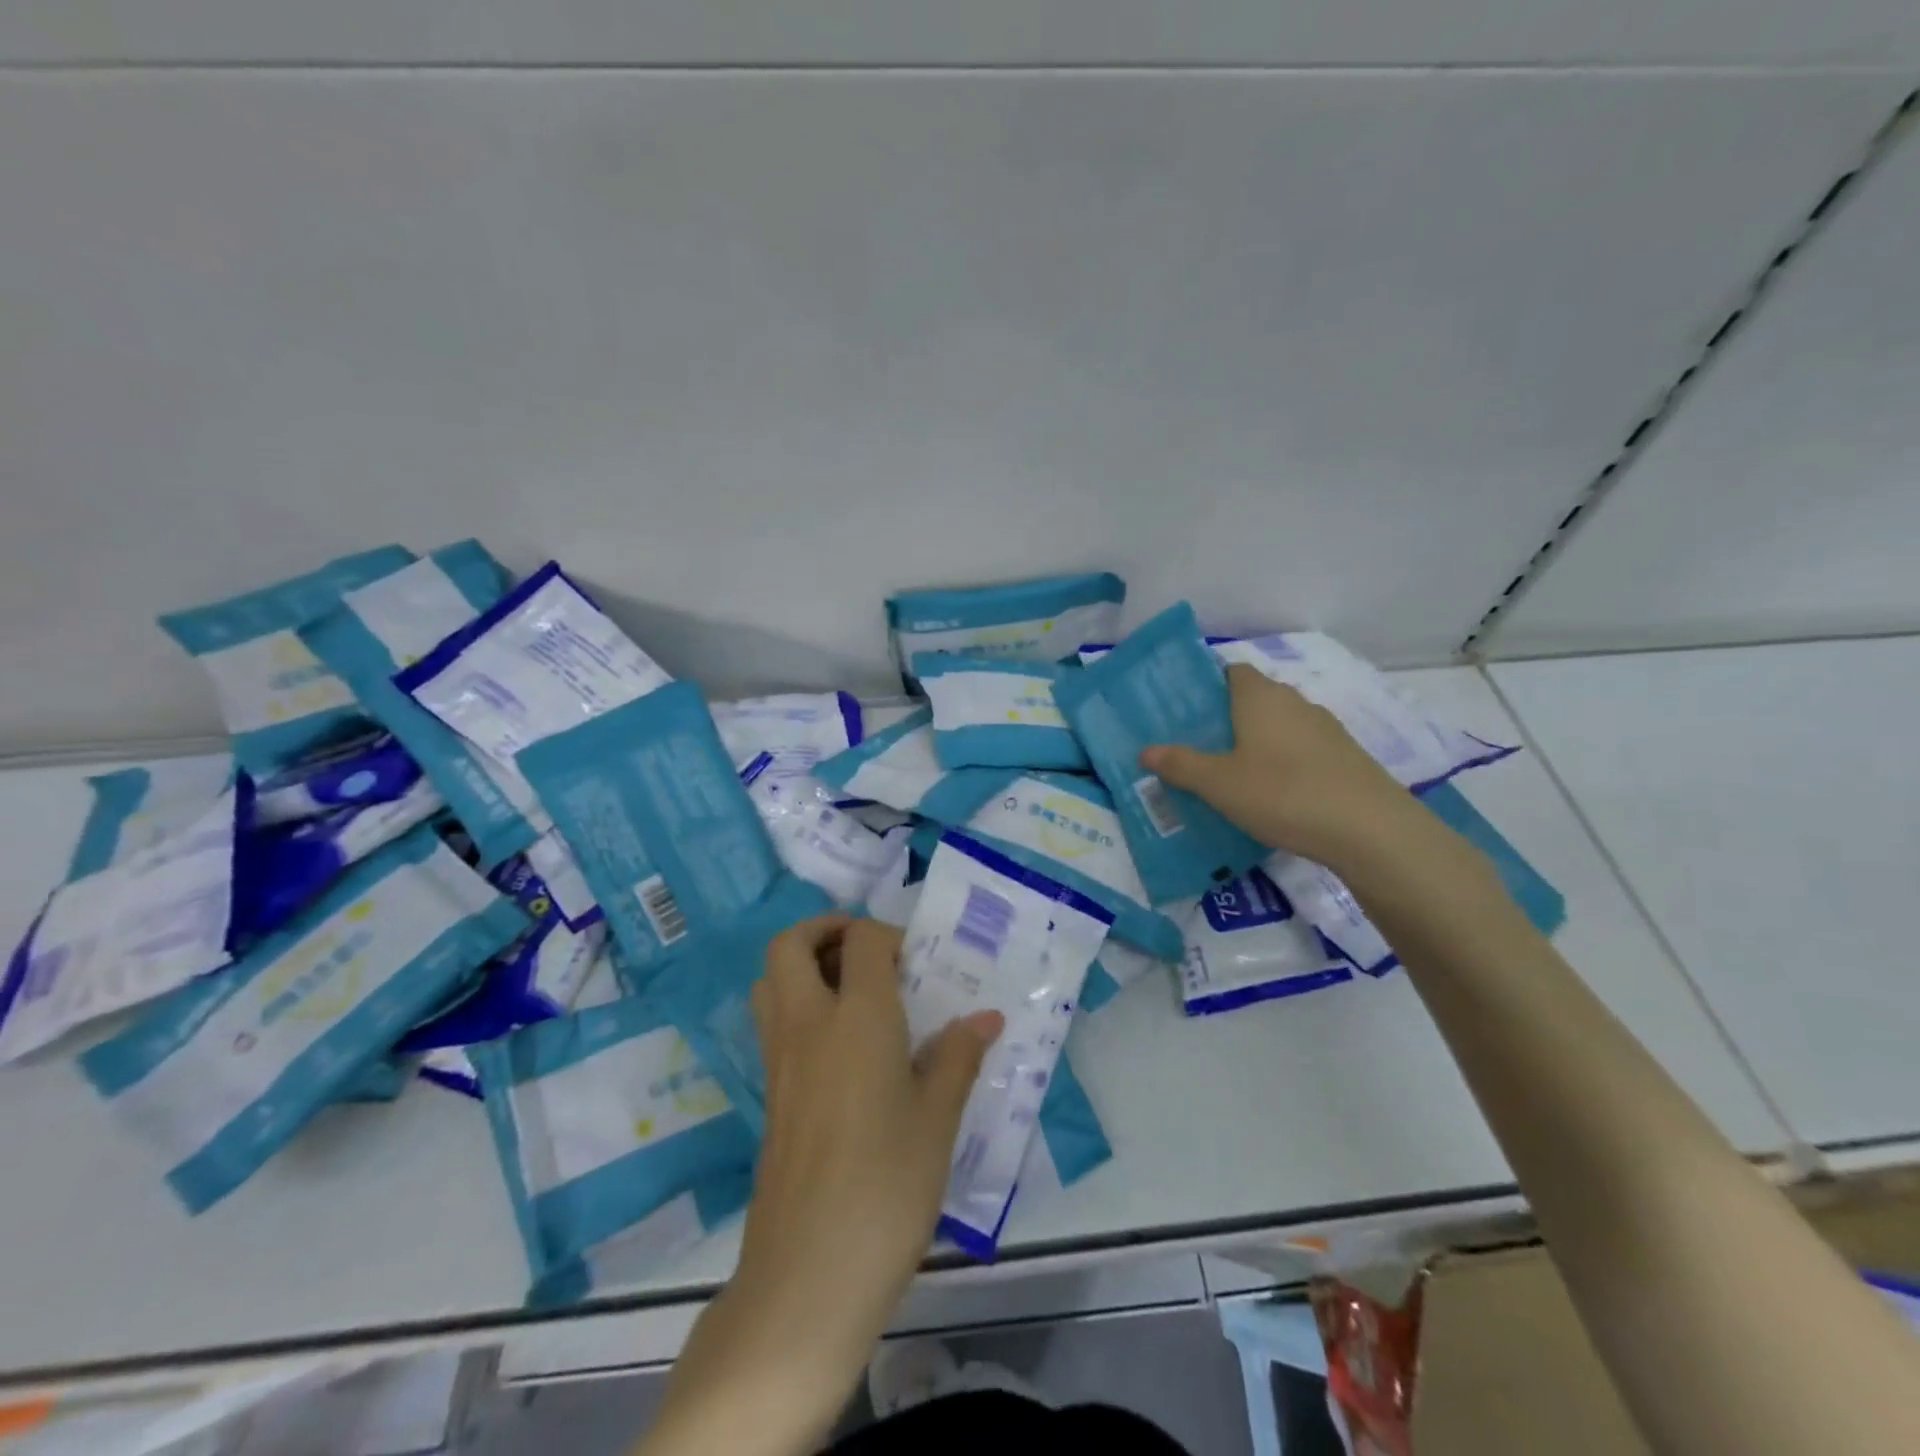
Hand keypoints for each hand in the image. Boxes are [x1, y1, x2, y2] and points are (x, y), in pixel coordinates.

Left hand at [741, 917, 1000, 1360]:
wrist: (809, 1272)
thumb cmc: (887, 1185)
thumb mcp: (937, 1120)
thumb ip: (957, 1057)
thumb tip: (985, 1018)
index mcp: (857, 1017)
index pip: (861, 940)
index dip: (887, 935)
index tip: (916, 962)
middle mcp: (808, 1023)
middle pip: (790, 945)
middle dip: (824, 929)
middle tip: (866, 950)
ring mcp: (779, 1059)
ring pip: (770, 980)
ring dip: (802, 964)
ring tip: (850, 990)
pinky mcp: (769, 1093)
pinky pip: (773, 1022)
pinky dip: (797, 1005)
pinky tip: (841, 1047)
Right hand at [1140, 663, 1426, 871]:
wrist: (1370, 830)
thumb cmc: (1283, 793)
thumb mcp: (1219, 784)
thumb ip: (1181, 765)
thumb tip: (1145, 750)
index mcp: (1260, 697)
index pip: (1232, 671)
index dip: (1209, 685)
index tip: (1187, 711)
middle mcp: (1294, 702)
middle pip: (1255, 698)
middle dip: (1229, 717)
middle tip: (1201, 747)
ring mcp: (1326, 729)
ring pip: (1281, 726)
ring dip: (1259, 742)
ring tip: (1233, 773)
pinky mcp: (1346, 757)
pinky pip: (1303, 750)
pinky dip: (1285, 763)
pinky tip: (1275, 794)